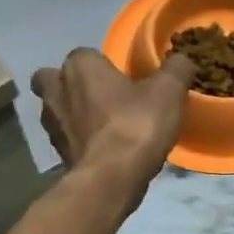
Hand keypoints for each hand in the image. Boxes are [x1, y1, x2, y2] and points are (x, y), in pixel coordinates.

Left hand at [30, 50, 195, 207]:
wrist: (110, 180)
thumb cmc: (136, 124)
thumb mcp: (169, 91)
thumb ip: (176, 69)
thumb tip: (181, 59)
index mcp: (79, 66)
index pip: (86, 54)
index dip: (104, 64)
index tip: (126, 78)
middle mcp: (56, 90)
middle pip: (54, 79)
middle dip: (72, 85)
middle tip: (102, 96)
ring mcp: (52, 125)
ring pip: (57, 110)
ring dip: (75, 114)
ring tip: (106, 125)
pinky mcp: (56, 154)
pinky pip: (67, 138)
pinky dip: (81, 140)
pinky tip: (105, 149)